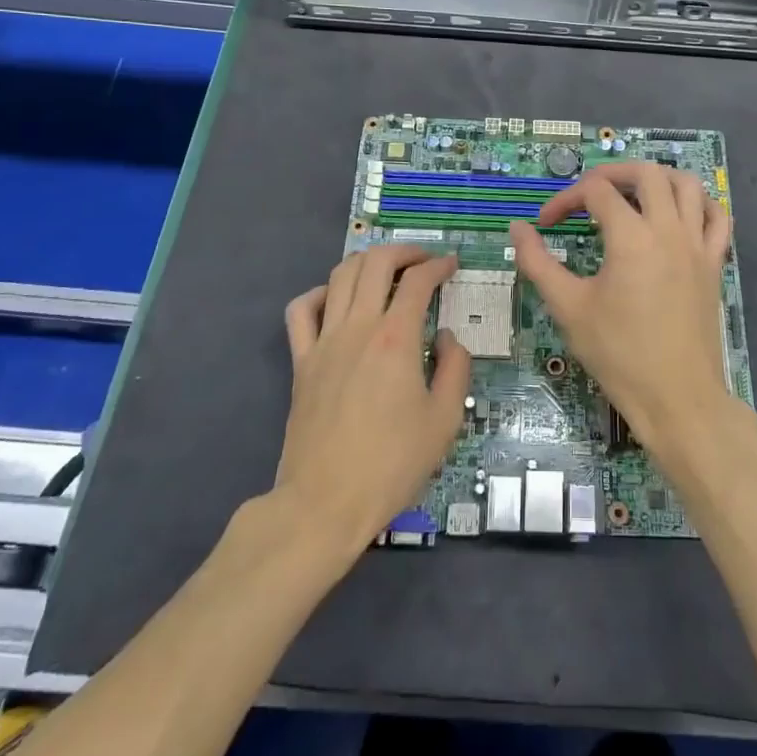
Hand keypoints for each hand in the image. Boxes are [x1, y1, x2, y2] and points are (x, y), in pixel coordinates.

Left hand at [276, 246, 469, 559]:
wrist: (324, 504)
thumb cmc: (391, 464)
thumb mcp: (445, 420)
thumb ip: (455, 368)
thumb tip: (446, 338)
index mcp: (396, 338)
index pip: (418, 280)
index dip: (439, 265)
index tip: (452, 265)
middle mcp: (358, 327)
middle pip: (376, 262)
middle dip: (404, 251)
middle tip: (424, 260)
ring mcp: (323, 341)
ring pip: (340, 275)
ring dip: (367, 262)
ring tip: (387, 270)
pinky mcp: (301, 361)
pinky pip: (302, 310)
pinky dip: (321, 292)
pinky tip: (338, 300)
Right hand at [509, 162, 737, 471]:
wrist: (677, 398)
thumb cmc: (619, 354)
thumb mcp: (569, 308)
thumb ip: (538, 263)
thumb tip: (518, 229)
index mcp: (631, 237)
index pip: (595, 192)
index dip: (564, 200)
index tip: (546, 225)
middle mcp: (668, 230)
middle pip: (645, 172)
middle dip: (611, 173)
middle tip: (588, 194)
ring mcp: (697, 245)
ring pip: (687, 185)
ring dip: (658, 178)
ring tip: (633, 194)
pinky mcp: (714, 263)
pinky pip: (717, 217)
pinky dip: (700, 203)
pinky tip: (680, 213)